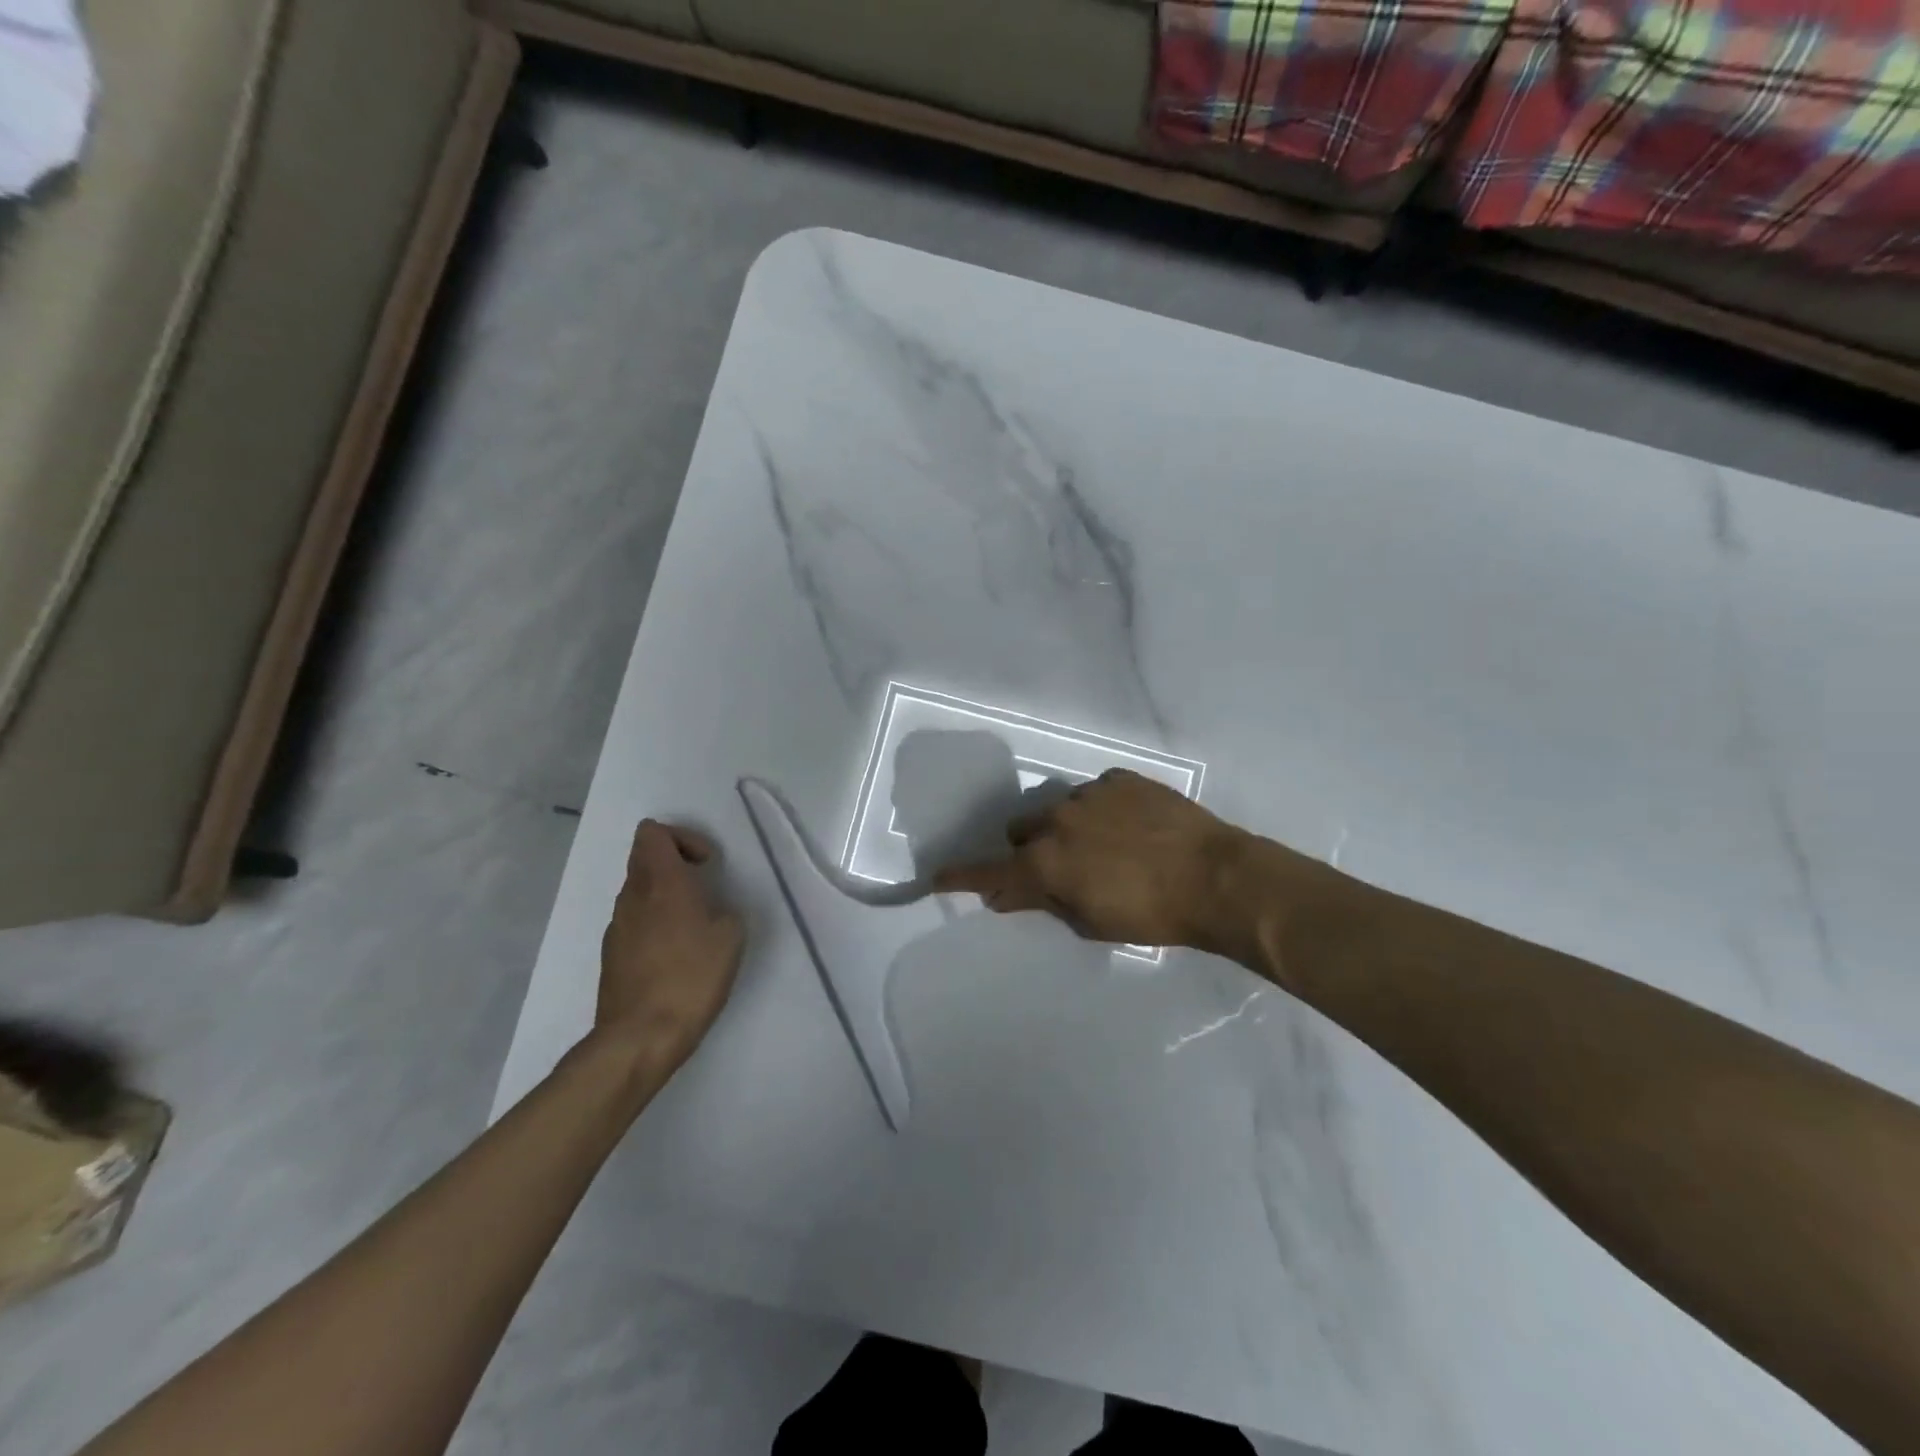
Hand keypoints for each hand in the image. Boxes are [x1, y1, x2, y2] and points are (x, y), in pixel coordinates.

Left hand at [597, 820, 745, 1071]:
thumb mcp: (731, 937)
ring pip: (638, 890)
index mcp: (662, 882)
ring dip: (664, 894)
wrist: (640, 1037)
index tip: (706, 864)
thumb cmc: (691, 978)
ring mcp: (617, 926)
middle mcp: (632, 896)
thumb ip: (724, 910)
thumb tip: (712, 911)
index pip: (653, 833)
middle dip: (674, 862)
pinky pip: (634, 921)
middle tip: (703, 888)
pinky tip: (675, 954)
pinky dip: (654, 923)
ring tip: (693, 925)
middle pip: (644, 857)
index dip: (682, 837)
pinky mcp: (611, 954)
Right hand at [935, 769, 1270, 957]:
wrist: (1216, 877)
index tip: (937, 877)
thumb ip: (1044, 903)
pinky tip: (1131, 827)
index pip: (989, 870)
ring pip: (1057, 808)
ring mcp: (1089, 793)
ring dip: (1066, 828)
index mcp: (1046, 862)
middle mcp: (1057, 820)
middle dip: (1029, 850)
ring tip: (1106, 847)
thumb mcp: (1090, 922)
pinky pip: (1096, 792)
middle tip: (1059, 870)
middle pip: (1020, 831)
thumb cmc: (1151, 915)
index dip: (961, 876)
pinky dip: (1102, 810)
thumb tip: (1007, 894)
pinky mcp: (1120, 778)